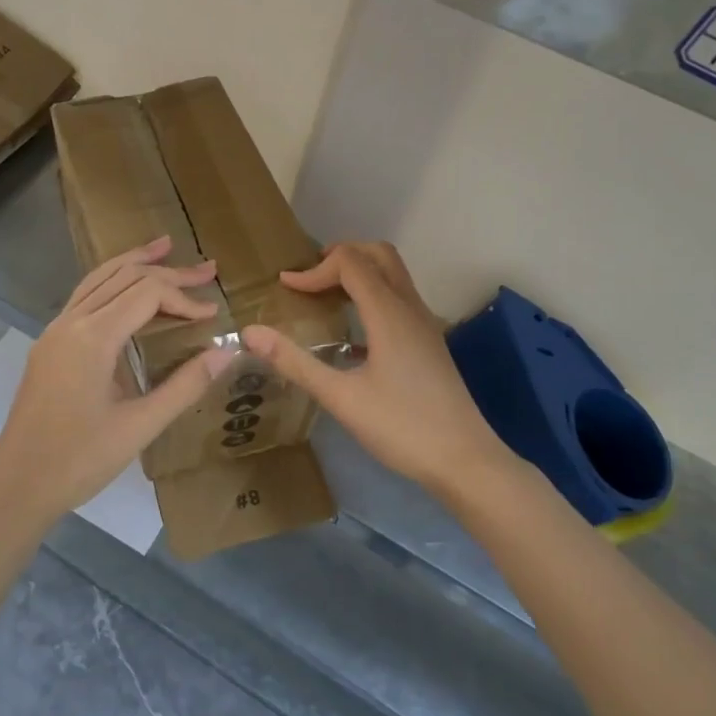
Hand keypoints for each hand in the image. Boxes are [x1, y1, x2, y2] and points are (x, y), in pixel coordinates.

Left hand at [0, 236, 236, 514]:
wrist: (18, 484)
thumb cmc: (80, 460)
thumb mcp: (140, 426)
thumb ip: (185, 385)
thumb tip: (227, 352)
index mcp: (92, 338)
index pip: (146, 294)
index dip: (184, 297)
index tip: (213, 314)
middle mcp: (70, 323)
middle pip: (124, 277)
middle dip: (167, 271)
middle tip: (207, 269)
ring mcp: (55, 331)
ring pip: (98, 279)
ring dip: (134, 263)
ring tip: (165, 248)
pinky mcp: (50, 344)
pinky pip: (84, 297)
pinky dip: (111, 282)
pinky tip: (127, 287)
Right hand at [242, 242, 515, 499]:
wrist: (466, 460)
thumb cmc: (402, 428)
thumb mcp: (341, 398)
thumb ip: (295, 362)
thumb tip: (250, 332)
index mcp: (389, 313)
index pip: (350, 263)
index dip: (314, 269)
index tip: (285, 287)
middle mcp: (410, 308)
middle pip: (378, 255)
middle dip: (341, 256)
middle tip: (309, 278)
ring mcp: (424, 325)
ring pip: (393, 275)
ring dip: (360, 273)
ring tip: (325, 296)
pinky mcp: (429, 343)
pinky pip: (399, 299)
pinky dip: (373, 295)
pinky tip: (352, 333)